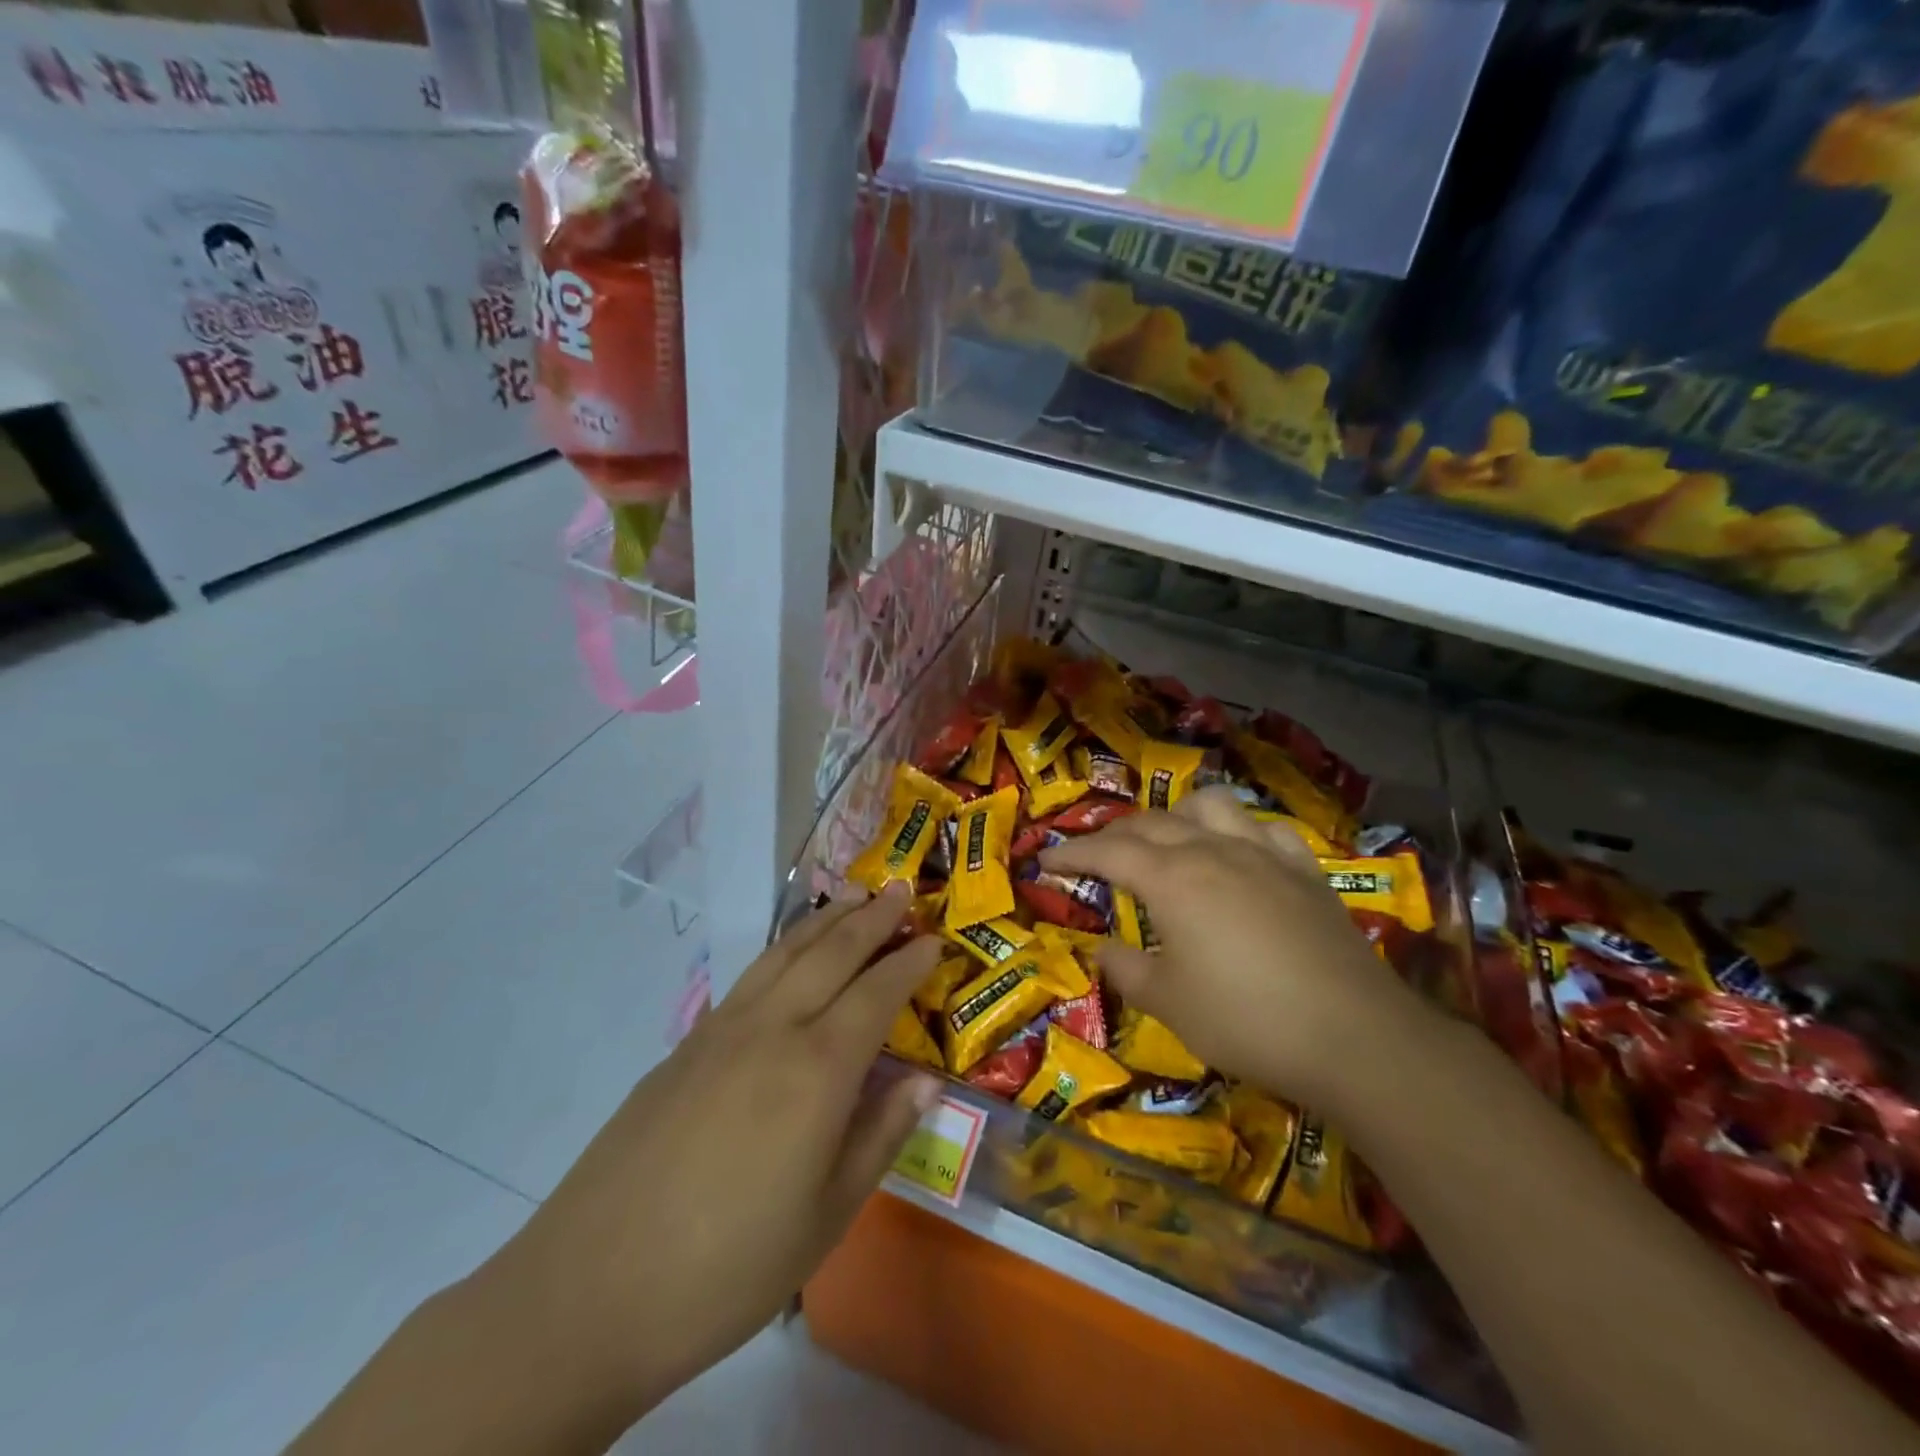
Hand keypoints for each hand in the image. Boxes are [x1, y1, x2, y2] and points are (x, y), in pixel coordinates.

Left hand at [471, 885, 943, 1425]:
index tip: (936, 939)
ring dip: (825, 920)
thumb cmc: (729, 1265)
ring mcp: (722, 1030)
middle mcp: (772, 1030)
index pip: (877, 994)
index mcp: (817, 1070)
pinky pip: (751, 976)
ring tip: (852, 897)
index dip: (910, 963)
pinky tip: (790, 955)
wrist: (591, 1288)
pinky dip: (783, 949)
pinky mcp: (686, 1044)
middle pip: (832, 953)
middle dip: (872, 917)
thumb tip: (926, 1082)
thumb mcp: (827, 1215)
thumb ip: (880, 1135)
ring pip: (785, 952)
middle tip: (902, 888)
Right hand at [1042, 786, 1427, 1112]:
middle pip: (1151, 823)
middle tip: (1094, 856)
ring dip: (1178, 815)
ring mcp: (1264, 854)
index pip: (1107, 851)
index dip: (1070, 853)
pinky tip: (1240, 855)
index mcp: (1171, 879)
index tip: (1043, 859)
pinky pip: (1265, 830)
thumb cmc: (1245, 1019)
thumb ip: (1125, 969)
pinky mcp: (1305, 871)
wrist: (1353, 1035)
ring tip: (1168, 840)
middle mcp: (1212, 850)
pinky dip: (1240, 832)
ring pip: (1211, 805)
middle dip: (1113, 834)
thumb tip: (1102, 948)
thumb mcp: (1168, 1003)